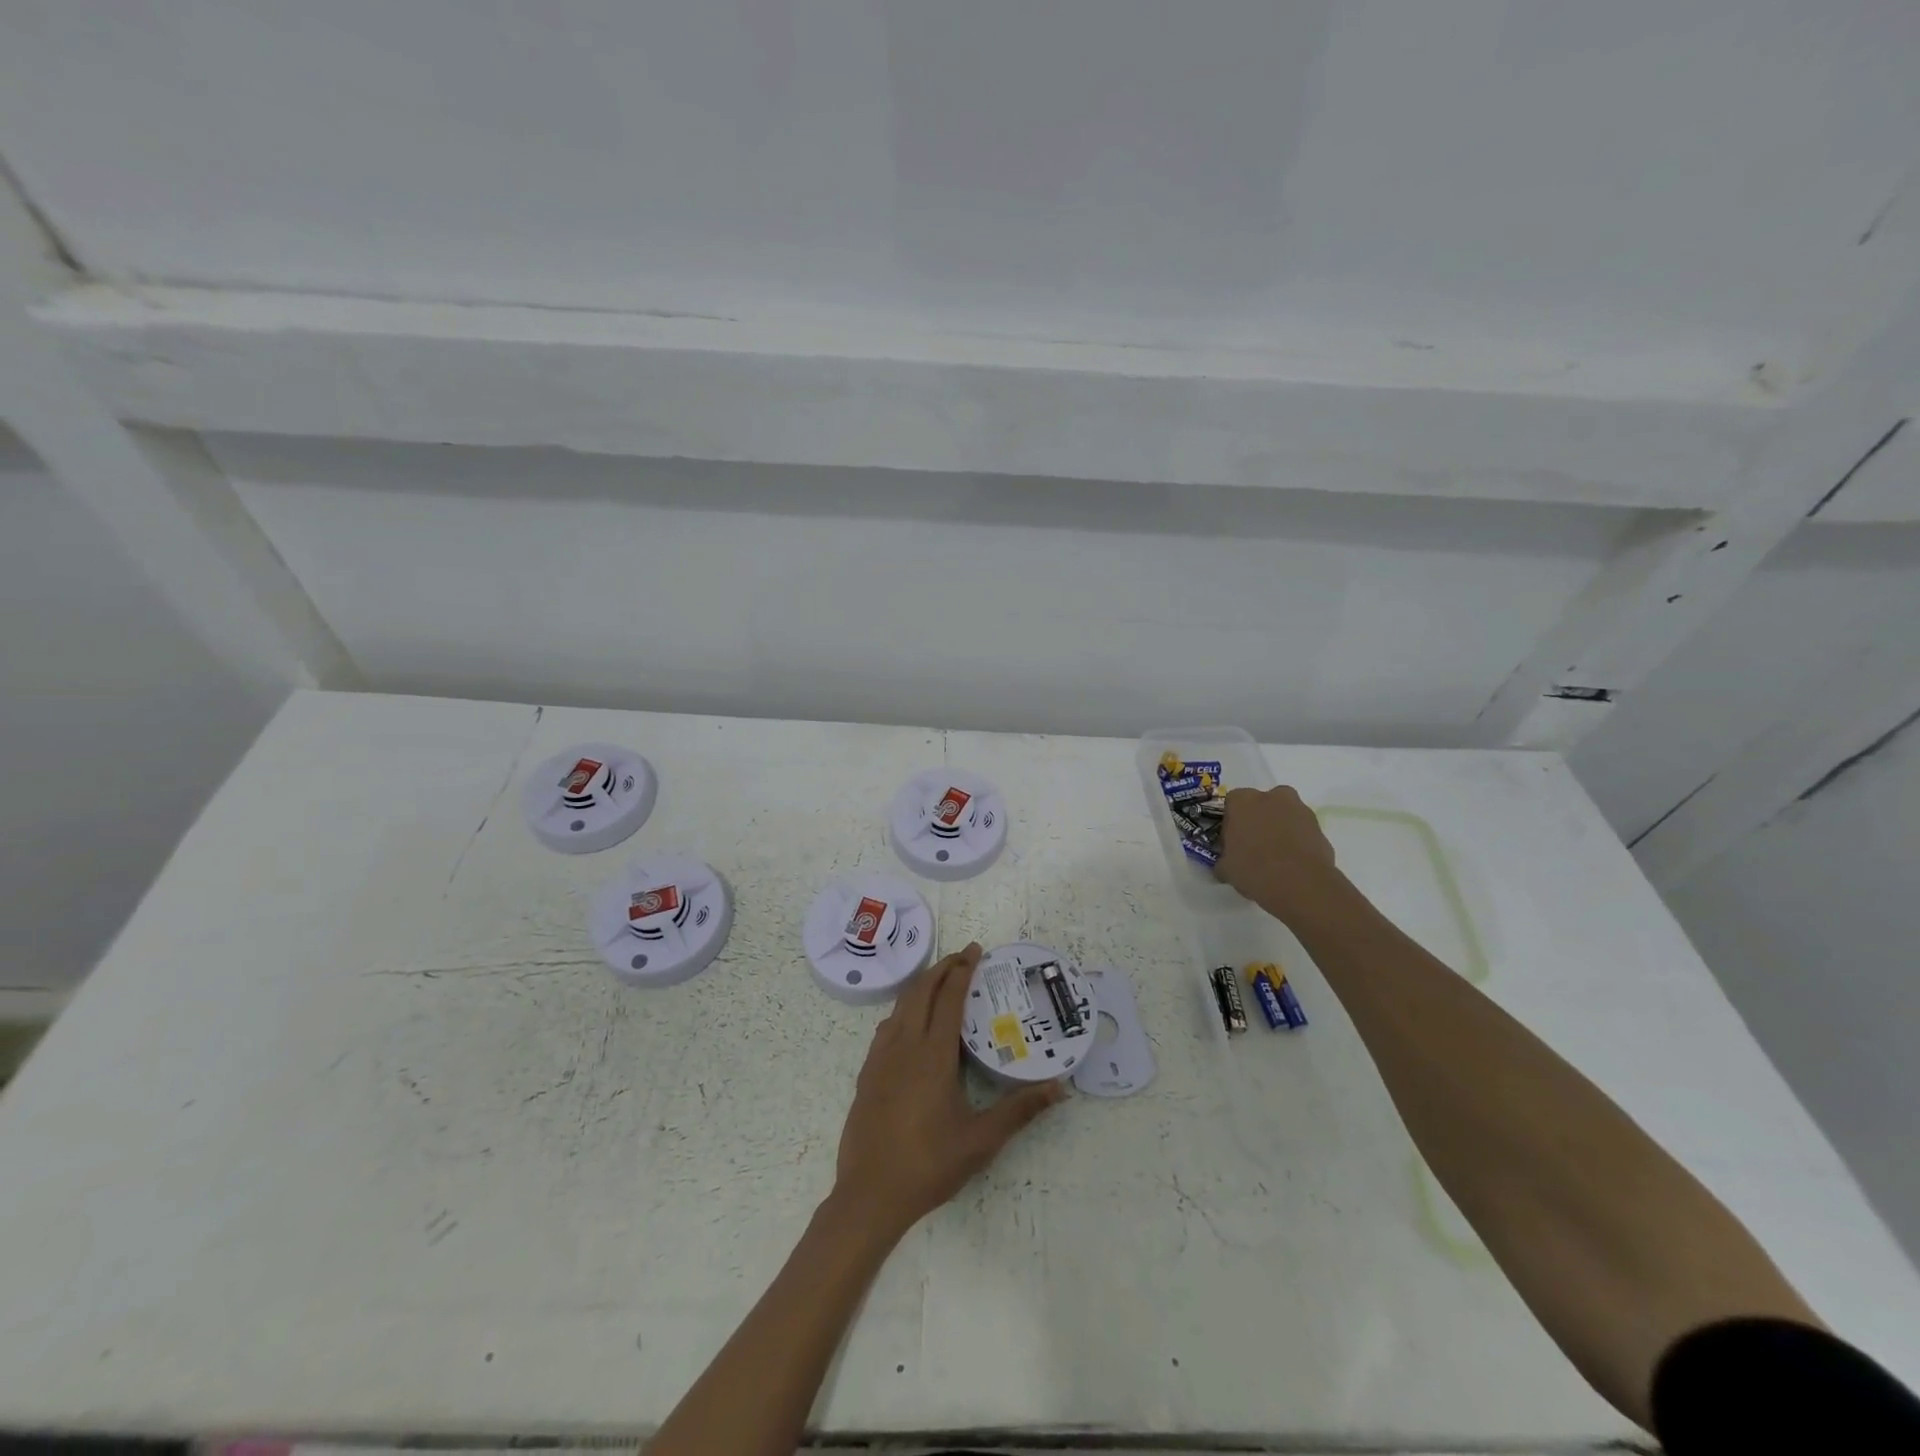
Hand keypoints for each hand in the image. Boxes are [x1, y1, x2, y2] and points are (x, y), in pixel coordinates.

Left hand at [831, 943, 1065, 1240]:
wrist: (870, 1194)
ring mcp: (881, 1058)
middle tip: (963, 957)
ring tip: (940, 980)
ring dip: (921, 985)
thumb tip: (1060, 1088)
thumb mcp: (981, 1141)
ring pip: (901, 1005)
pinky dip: (903, 1009)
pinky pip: (887, 1026)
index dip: (963, 971)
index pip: (949, 998)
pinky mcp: (868, 1072)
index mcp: (933, 1055)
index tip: (976, 951)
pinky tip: (910, 1021)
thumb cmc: (929, 1165)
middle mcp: (905, 1045)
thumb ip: (1019, 1111)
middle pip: (921, 991)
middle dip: (942, 968)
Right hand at [1215, 785, 1339, 921]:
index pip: (1232, 803)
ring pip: (1285, 815)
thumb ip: (1223, 860)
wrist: (1300, 884)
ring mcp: (1300, 810)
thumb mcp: (1226, 868)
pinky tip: (1293, 864)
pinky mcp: (1320, 827)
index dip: (1232, 822)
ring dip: (1280, 829)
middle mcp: (1272, 797)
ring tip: (1276, 857)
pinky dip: (1298, 842)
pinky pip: (1302, 831)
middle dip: (1259, 819)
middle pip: (1262, 804)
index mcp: (1242, 801)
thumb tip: (1224, 865)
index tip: (1232, 840)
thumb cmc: (1253, 869)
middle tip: (1254, 845)